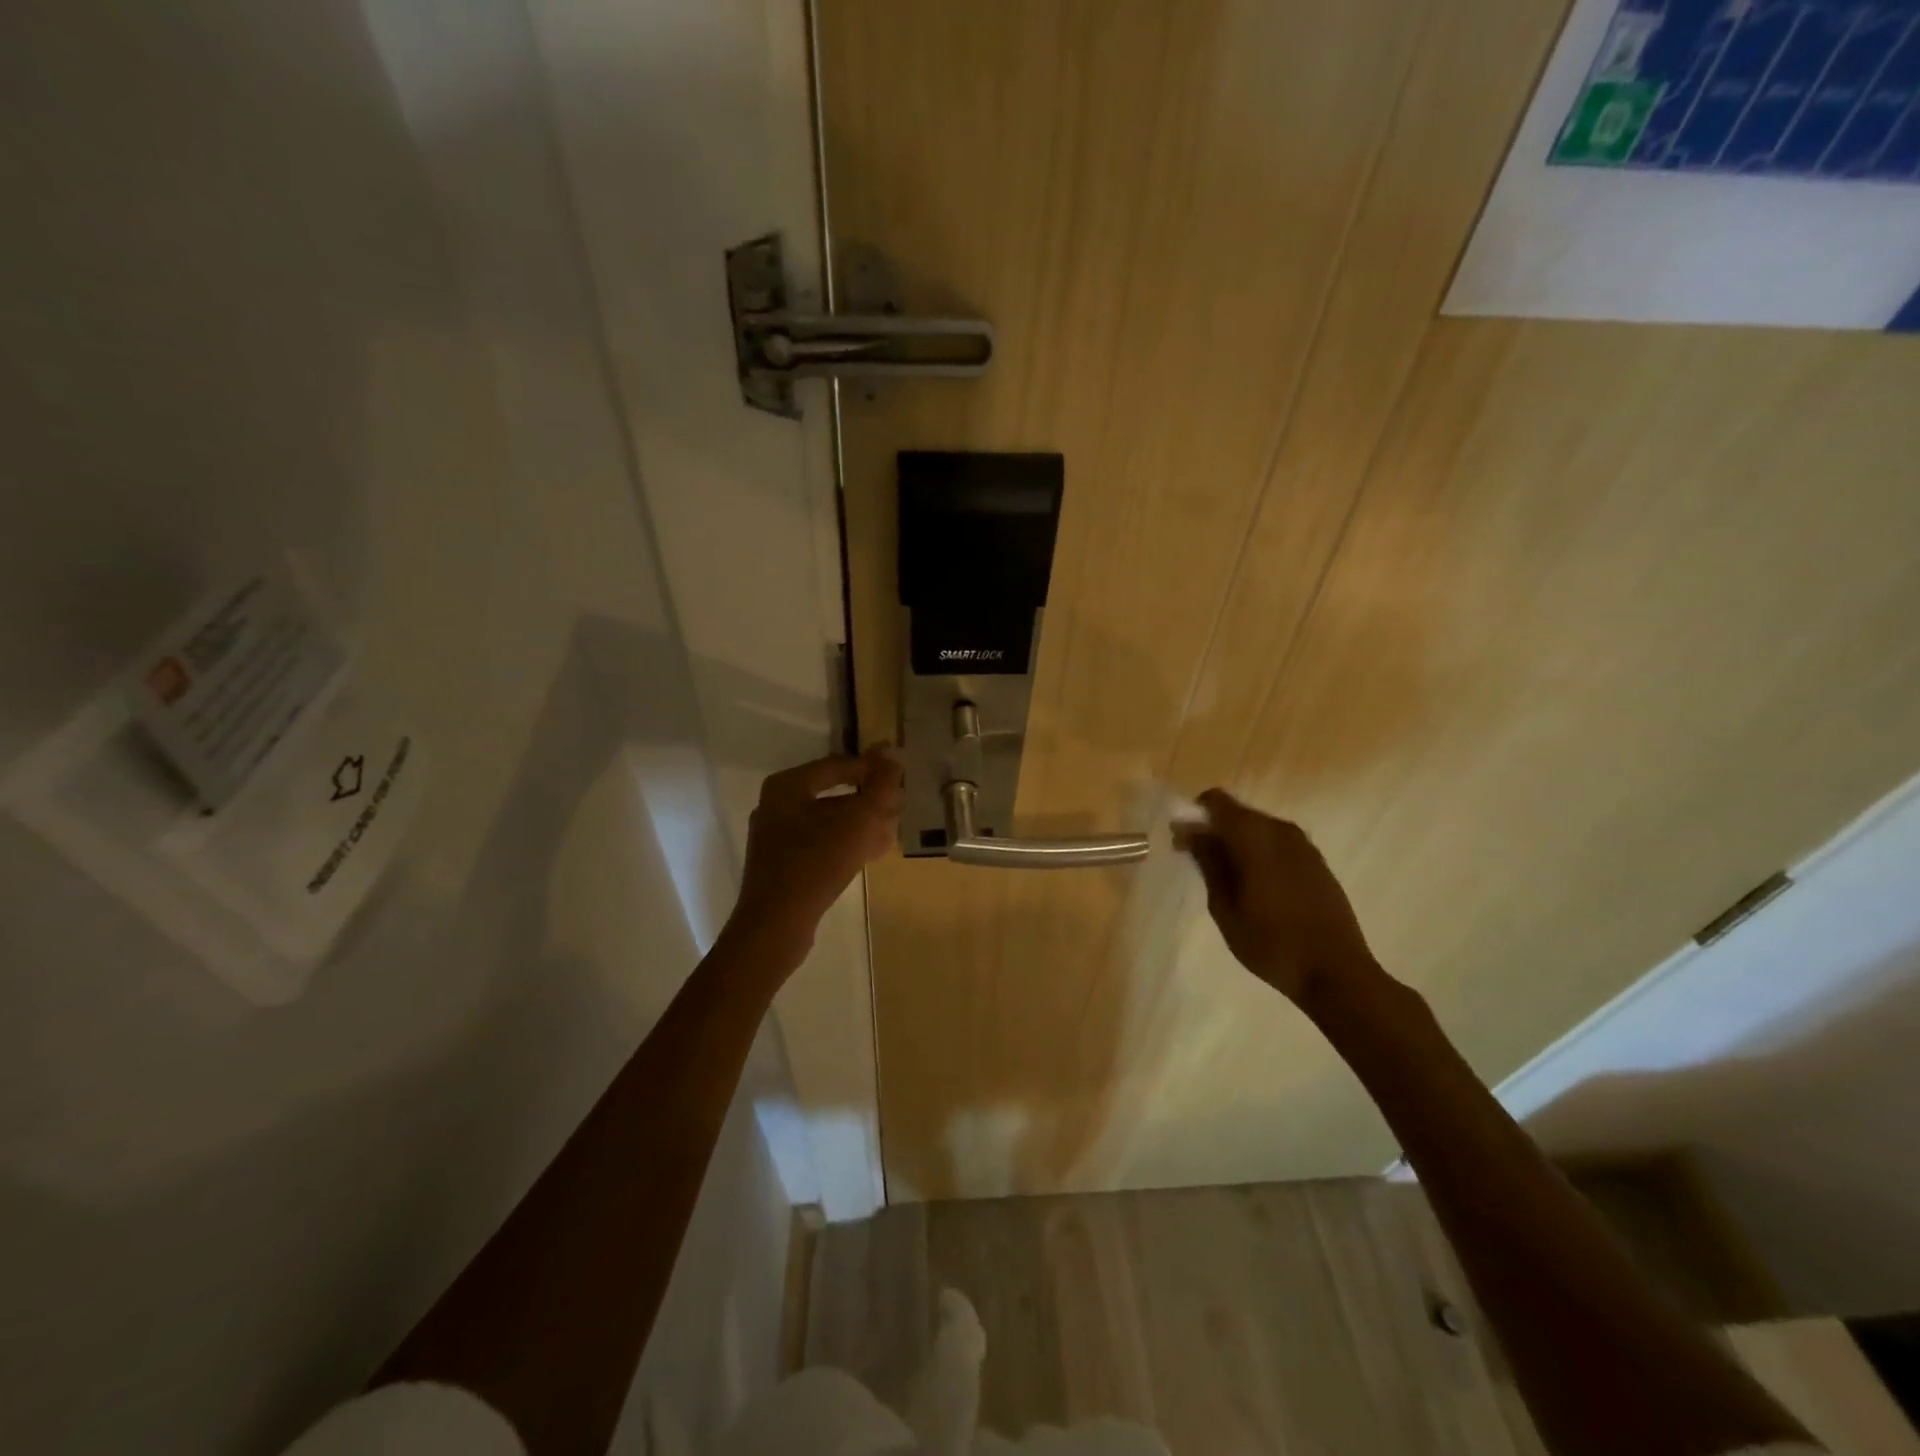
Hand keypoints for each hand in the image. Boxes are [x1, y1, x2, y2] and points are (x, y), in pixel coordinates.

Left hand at [732, 746, 904, 957]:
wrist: (776, 924)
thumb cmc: (816, 863)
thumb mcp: (858, 821)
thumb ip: (880, 786)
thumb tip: (893, 756)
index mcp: (788, 786)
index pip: (839, 765)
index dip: (873, 768)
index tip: (901, 776)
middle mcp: (778, 805)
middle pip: (835, 793)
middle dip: (870, 799)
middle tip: (900, 806)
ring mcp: (778, 836)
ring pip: (831, 820)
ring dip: (864, 822)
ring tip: (893, 829)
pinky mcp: (784, 864)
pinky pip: (822, 843)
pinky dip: (848, 842)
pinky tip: (874, 851)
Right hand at [1174, 789, 1377, 1009]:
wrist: (1336, 972)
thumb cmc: (1271, 942)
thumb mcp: (1225, 906)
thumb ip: (1208, 862)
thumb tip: (1191, 831)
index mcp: (1255, 836)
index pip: (1216, 801)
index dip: (1194, 815)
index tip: (1182, 842)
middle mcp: (1281, 831)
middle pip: (1238, 814)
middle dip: (1214, 831)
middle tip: (1197, 862)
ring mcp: (1304, 846)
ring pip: (1259, 830)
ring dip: (1237, 843)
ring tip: (1225, 879)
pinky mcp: (1317, 863)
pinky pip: (1278, 845)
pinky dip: (1259, 854)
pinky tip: (1255, 887)